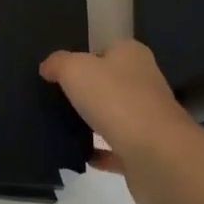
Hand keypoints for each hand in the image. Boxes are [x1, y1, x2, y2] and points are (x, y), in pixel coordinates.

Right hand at [40, 40, 203, 203]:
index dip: (82, 57)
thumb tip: (47, 68)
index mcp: (131, 55)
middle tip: (55, 97)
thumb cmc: (115, 99)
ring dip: (93, 121)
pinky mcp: (146, 152)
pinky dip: (99, 152)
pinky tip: (78, 153)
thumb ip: (57, 63)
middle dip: (87, 90)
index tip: (59, 72)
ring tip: (61, 125)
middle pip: (109, 82)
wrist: (155, 155)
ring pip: (114, 116)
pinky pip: (115, 149)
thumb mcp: (74, 69)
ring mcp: (147, 119)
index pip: (105, 49)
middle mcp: (144, 82)